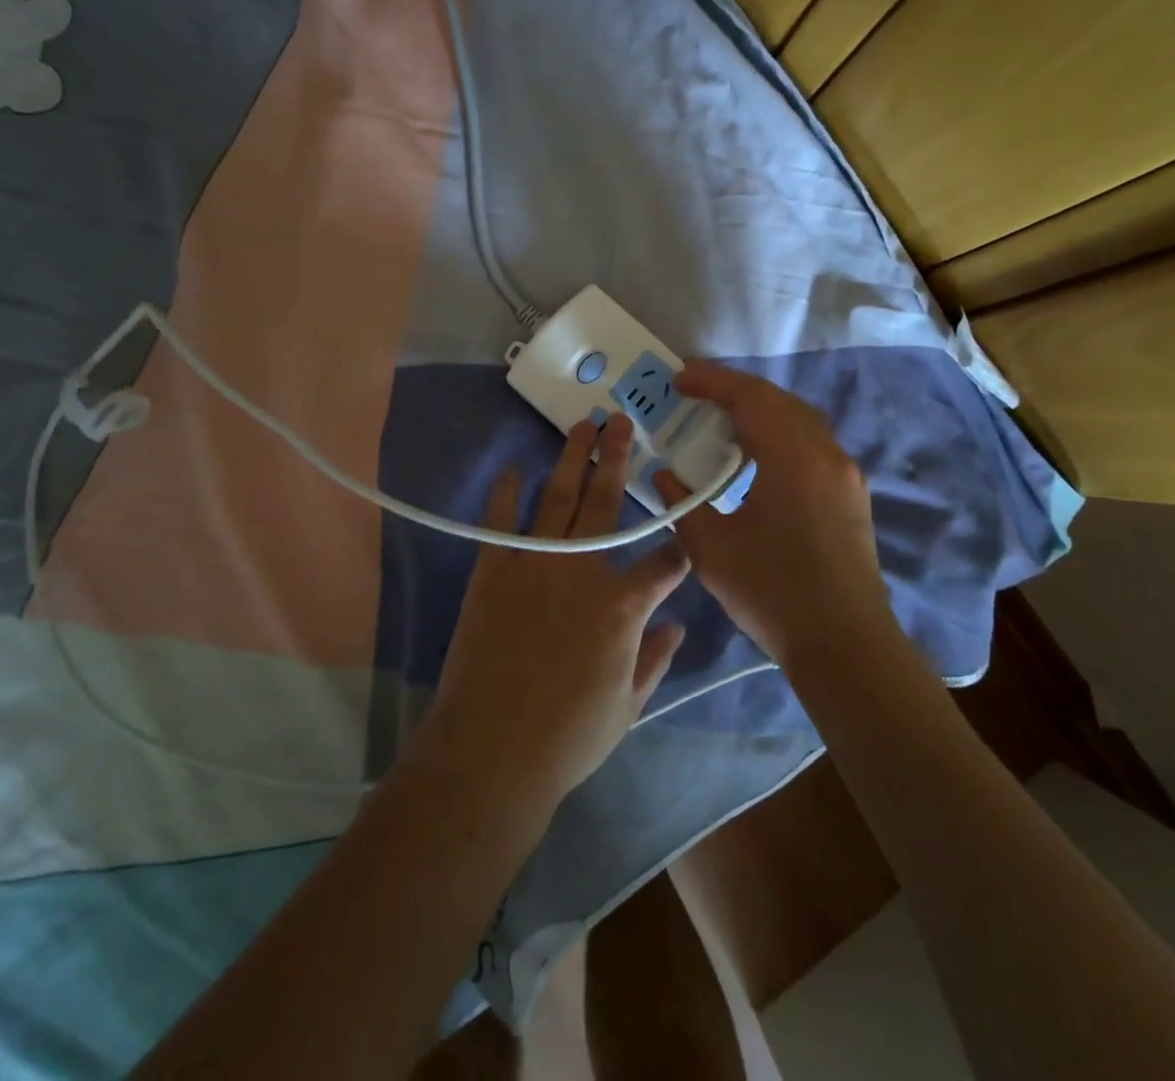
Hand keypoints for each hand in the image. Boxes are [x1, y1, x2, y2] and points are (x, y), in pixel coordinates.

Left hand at [417, 415, 691, 828]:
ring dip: (572, 459)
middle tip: (621, 422)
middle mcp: (583, 569)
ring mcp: (534, 564)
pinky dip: (506, 493)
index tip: (683, 542)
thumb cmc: (569, 737)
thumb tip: (677, 626)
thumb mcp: (628, 705)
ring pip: (558, 498)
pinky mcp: (493, 572)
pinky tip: (514, 468)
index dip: (679, 552)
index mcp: (623, 605)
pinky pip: (501, 522)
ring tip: (582, 426)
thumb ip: (656, 659)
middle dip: (618, 458)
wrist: (491, 752)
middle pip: (606, 501)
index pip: (664, 563)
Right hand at [654, 363, 894, 667]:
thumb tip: (665, 476)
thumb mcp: (711, 550)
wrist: (846, 645)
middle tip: (695, 396)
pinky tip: (757, 459)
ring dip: (760, 411)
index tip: (678, 379)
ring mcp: (845, 474)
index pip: (750, 397)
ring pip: (800, 419)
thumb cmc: (774, 593)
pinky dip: (780, 434)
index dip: (712, 381)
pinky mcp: (851, 495)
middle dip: (735, 390)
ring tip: (722, 423)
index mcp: (792, 457)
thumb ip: (683, 504)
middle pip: (778, 400)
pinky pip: (812, 443)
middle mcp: (825, 453)